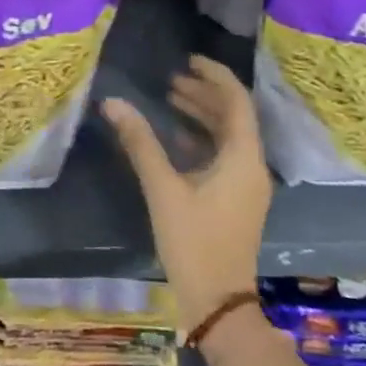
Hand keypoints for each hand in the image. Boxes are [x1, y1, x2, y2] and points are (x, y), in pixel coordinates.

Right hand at [104, 56, 271, 335]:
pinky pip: (224, 156)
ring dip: (203, 116)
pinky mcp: (237, 200)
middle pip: (234, 116)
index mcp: (243, 157)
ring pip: (229, 136)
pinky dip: (202, 140)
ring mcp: (247, 185)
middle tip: (172, 79)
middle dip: (204, 93)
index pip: (236, 100)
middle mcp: (252, 166)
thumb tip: (113, 103)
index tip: (188, 60)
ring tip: (170, 100)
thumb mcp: (163, 189)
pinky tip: (175, 139)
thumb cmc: (194, 242)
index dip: (214, 75)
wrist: (218, 304)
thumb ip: (140, 143)